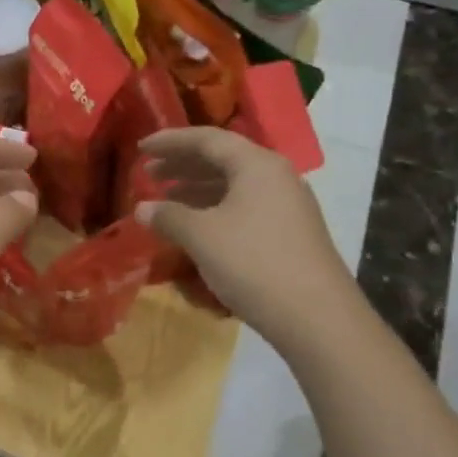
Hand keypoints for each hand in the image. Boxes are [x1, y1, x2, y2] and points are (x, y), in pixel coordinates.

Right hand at [133, 126, 358, 345]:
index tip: (141, 148)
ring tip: (165, 200)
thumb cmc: (253, 263)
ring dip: (196, 188)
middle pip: (222, 159)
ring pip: (233, 185)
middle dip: (182, 164)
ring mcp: (287, 205)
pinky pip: (244, 207)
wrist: (316, 318)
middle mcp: (276, 176)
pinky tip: (195, 227)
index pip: (207, 139)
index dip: (170, 141)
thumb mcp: (201, 236)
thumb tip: (143, 208)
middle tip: (148, 173)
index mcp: (257, 165)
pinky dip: (214, 209)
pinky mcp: (289, 232)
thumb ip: (168, 216)